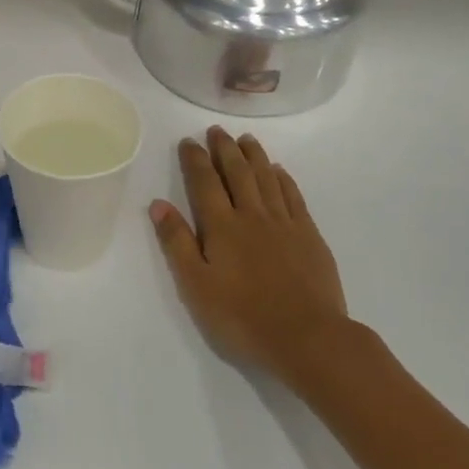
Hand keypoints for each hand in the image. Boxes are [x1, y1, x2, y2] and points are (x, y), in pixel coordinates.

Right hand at [150, 127, 350, 381]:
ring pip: (266, 178)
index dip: (195, 159)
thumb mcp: (196, 286)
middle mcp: (252, 215)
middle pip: (237, 172)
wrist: (308, 337)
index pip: (205, 182)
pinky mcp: (309, 235)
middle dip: (224, 149)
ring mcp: (284, 223)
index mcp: (222, 227)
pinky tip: (278, 171)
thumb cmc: (243, 317)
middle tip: (216, 130)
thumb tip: (159, 204)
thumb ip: (177, 243)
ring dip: (254, 155)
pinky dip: (283, 178)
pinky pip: (293, 196)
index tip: (188, 141)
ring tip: (245, 139)